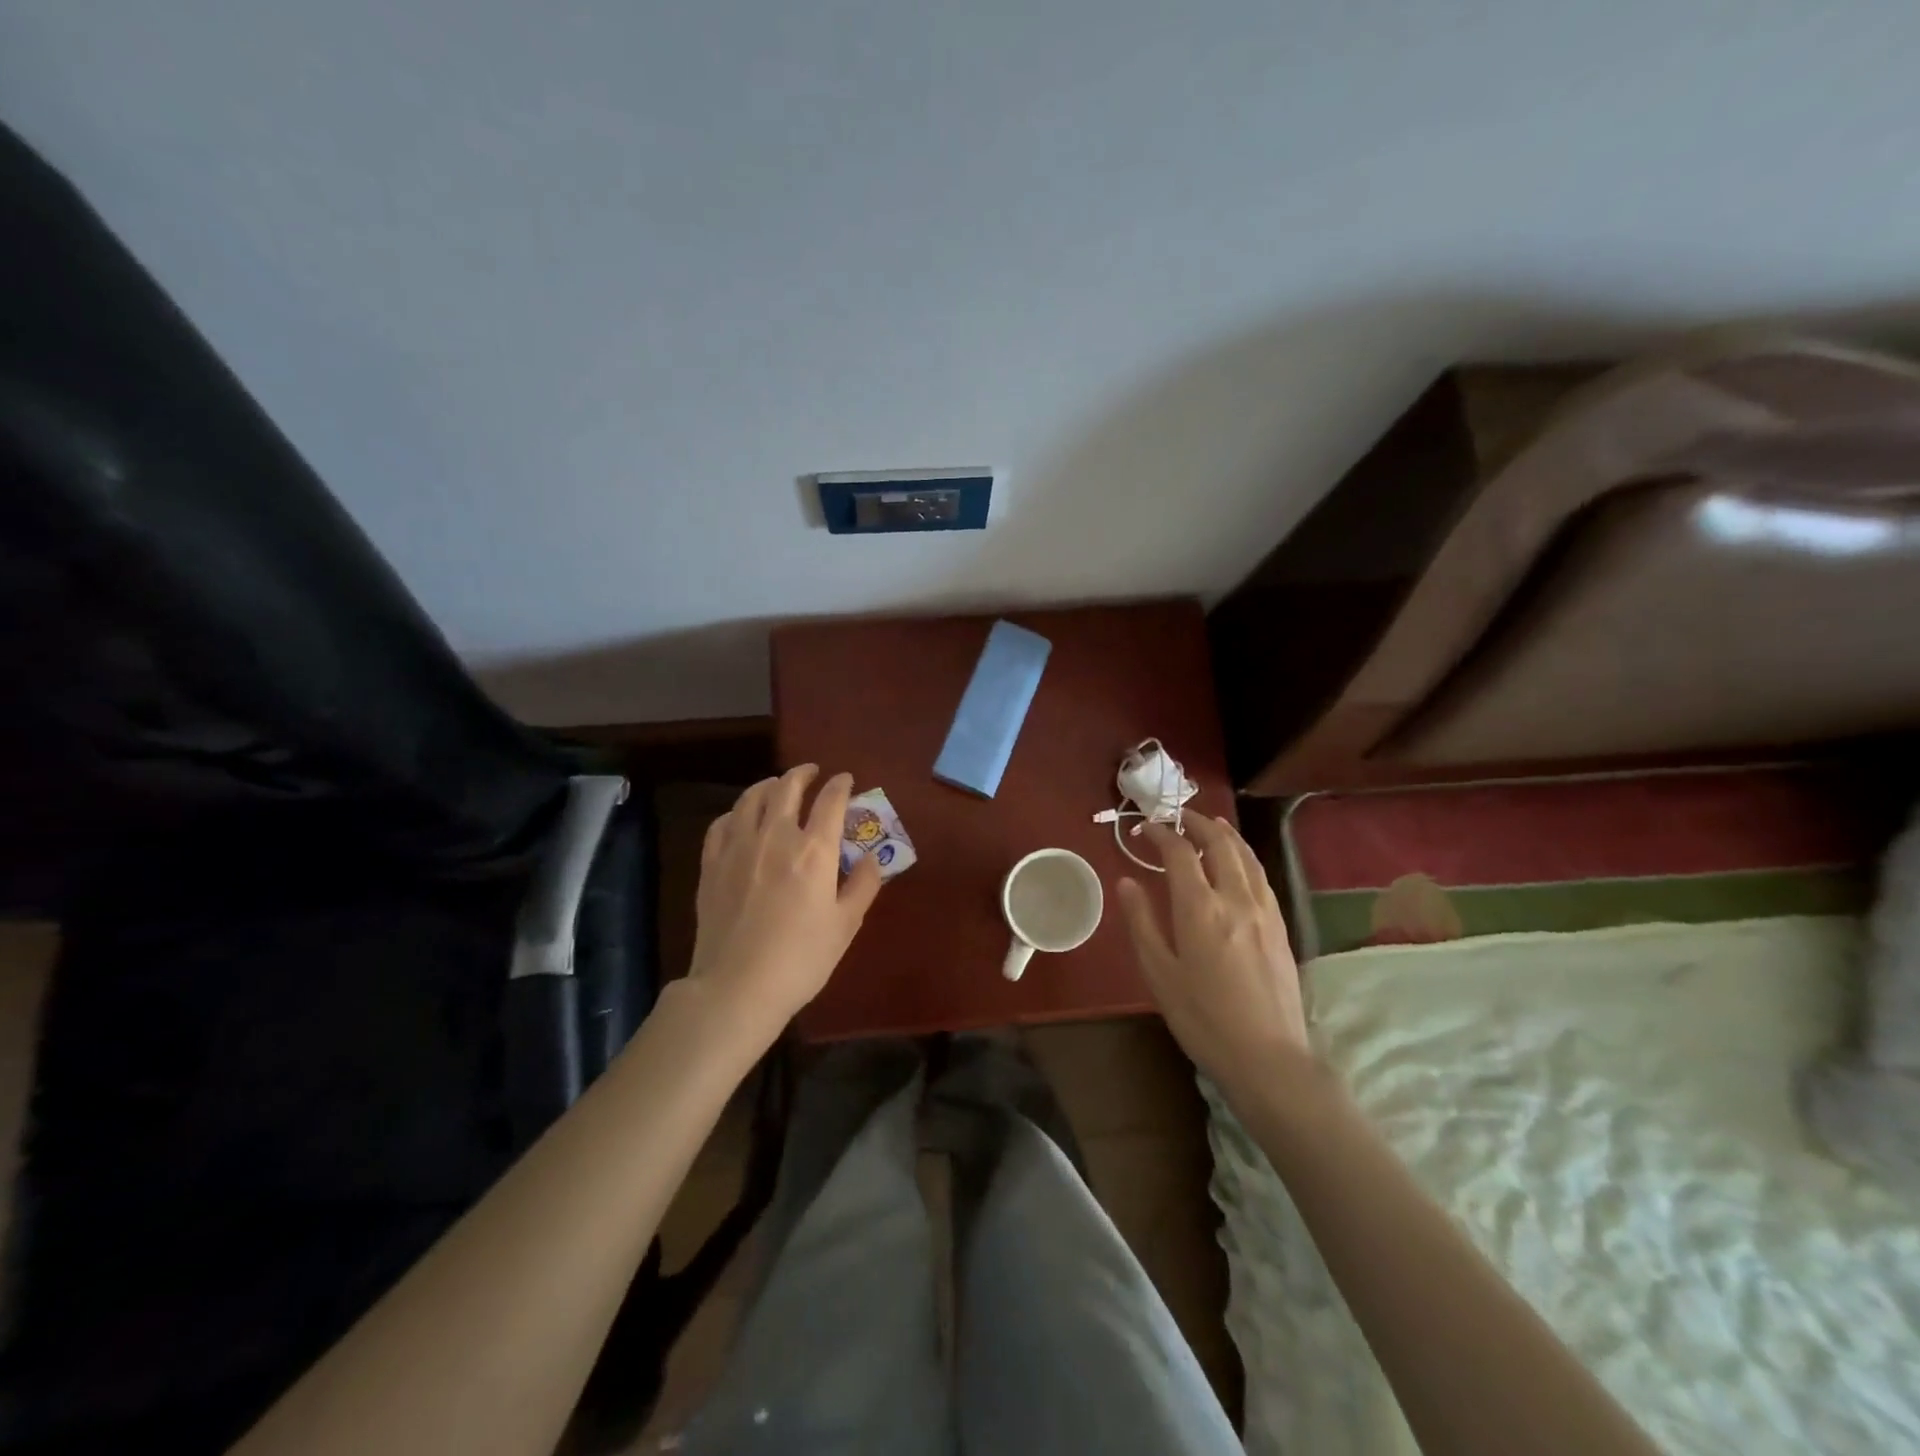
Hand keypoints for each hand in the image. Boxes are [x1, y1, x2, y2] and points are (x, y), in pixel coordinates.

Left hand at [687, 765, 882, 1039]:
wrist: (737, 987)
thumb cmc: (801, 959)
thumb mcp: (846, 925)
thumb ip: (863, 885)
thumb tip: (872, 857)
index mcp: (814, 850)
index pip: (831, 801)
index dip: (841, 785)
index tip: (846, 781)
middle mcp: (776, 837)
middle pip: (788, 787)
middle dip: (803, 774)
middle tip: (813, 773)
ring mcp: (739, 847)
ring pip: (752, 798)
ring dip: (769, 785)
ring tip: (778, 786)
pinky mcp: (712, 864)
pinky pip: (723, 823)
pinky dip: (737, 812)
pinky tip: (742, 818)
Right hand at [1116, 814, 1309, 1097]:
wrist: (1268, 1057)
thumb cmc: (1203, 1019)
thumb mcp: (1159, 974)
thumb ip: (1142, 922)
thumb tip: (1127, 881)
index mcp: (1200, 908)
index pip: (1180, 853)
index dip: (1161, 834)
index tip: (1144, 829)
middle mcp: (1236, 898)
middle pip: (1220, 843)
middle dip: (1196, 822)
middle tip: (1176, 817)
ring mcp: (1264, 910)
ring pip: (1246, 855)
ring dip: (1225, 833)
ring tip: (1208, 825)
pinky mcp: (1281, 925)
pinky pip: (1260, 875)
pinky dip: (1244, 855)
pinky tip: (1237, 861)